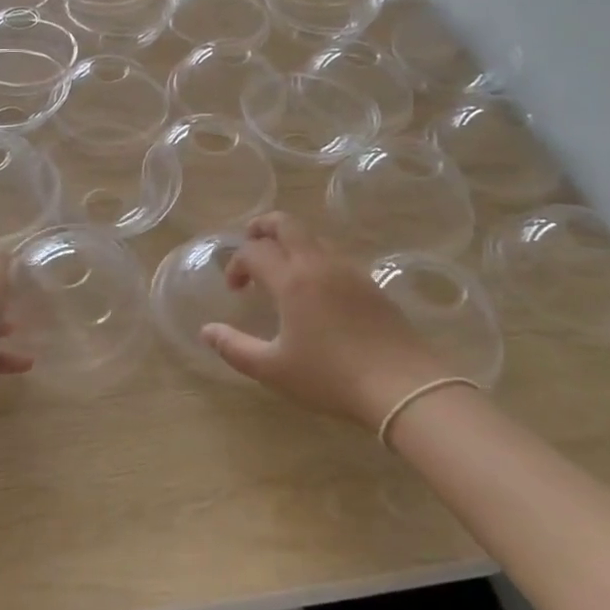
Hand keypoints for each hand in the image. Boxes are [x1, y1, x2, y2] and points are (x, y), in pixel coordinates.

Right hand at [202, 214, 449, 429]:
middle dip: (262, 226)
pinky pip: (334, 254)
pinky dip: (315, 256)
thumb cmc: (331, 377)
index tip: (235, 288)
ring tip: (282, 268)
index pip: (254, 251)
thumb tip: (206, 331)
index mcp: (291, 279)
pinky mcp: (370, 282)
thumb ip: (234, 348)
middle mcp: (318, 263)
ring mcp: (348, 269)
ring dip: (290, 241)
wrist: (402, 385)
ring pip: (313, 236)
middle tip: (251, 244)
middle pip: (286, 223)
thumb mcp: (274, 369)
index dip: (237, 263)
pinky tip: (316, 288)